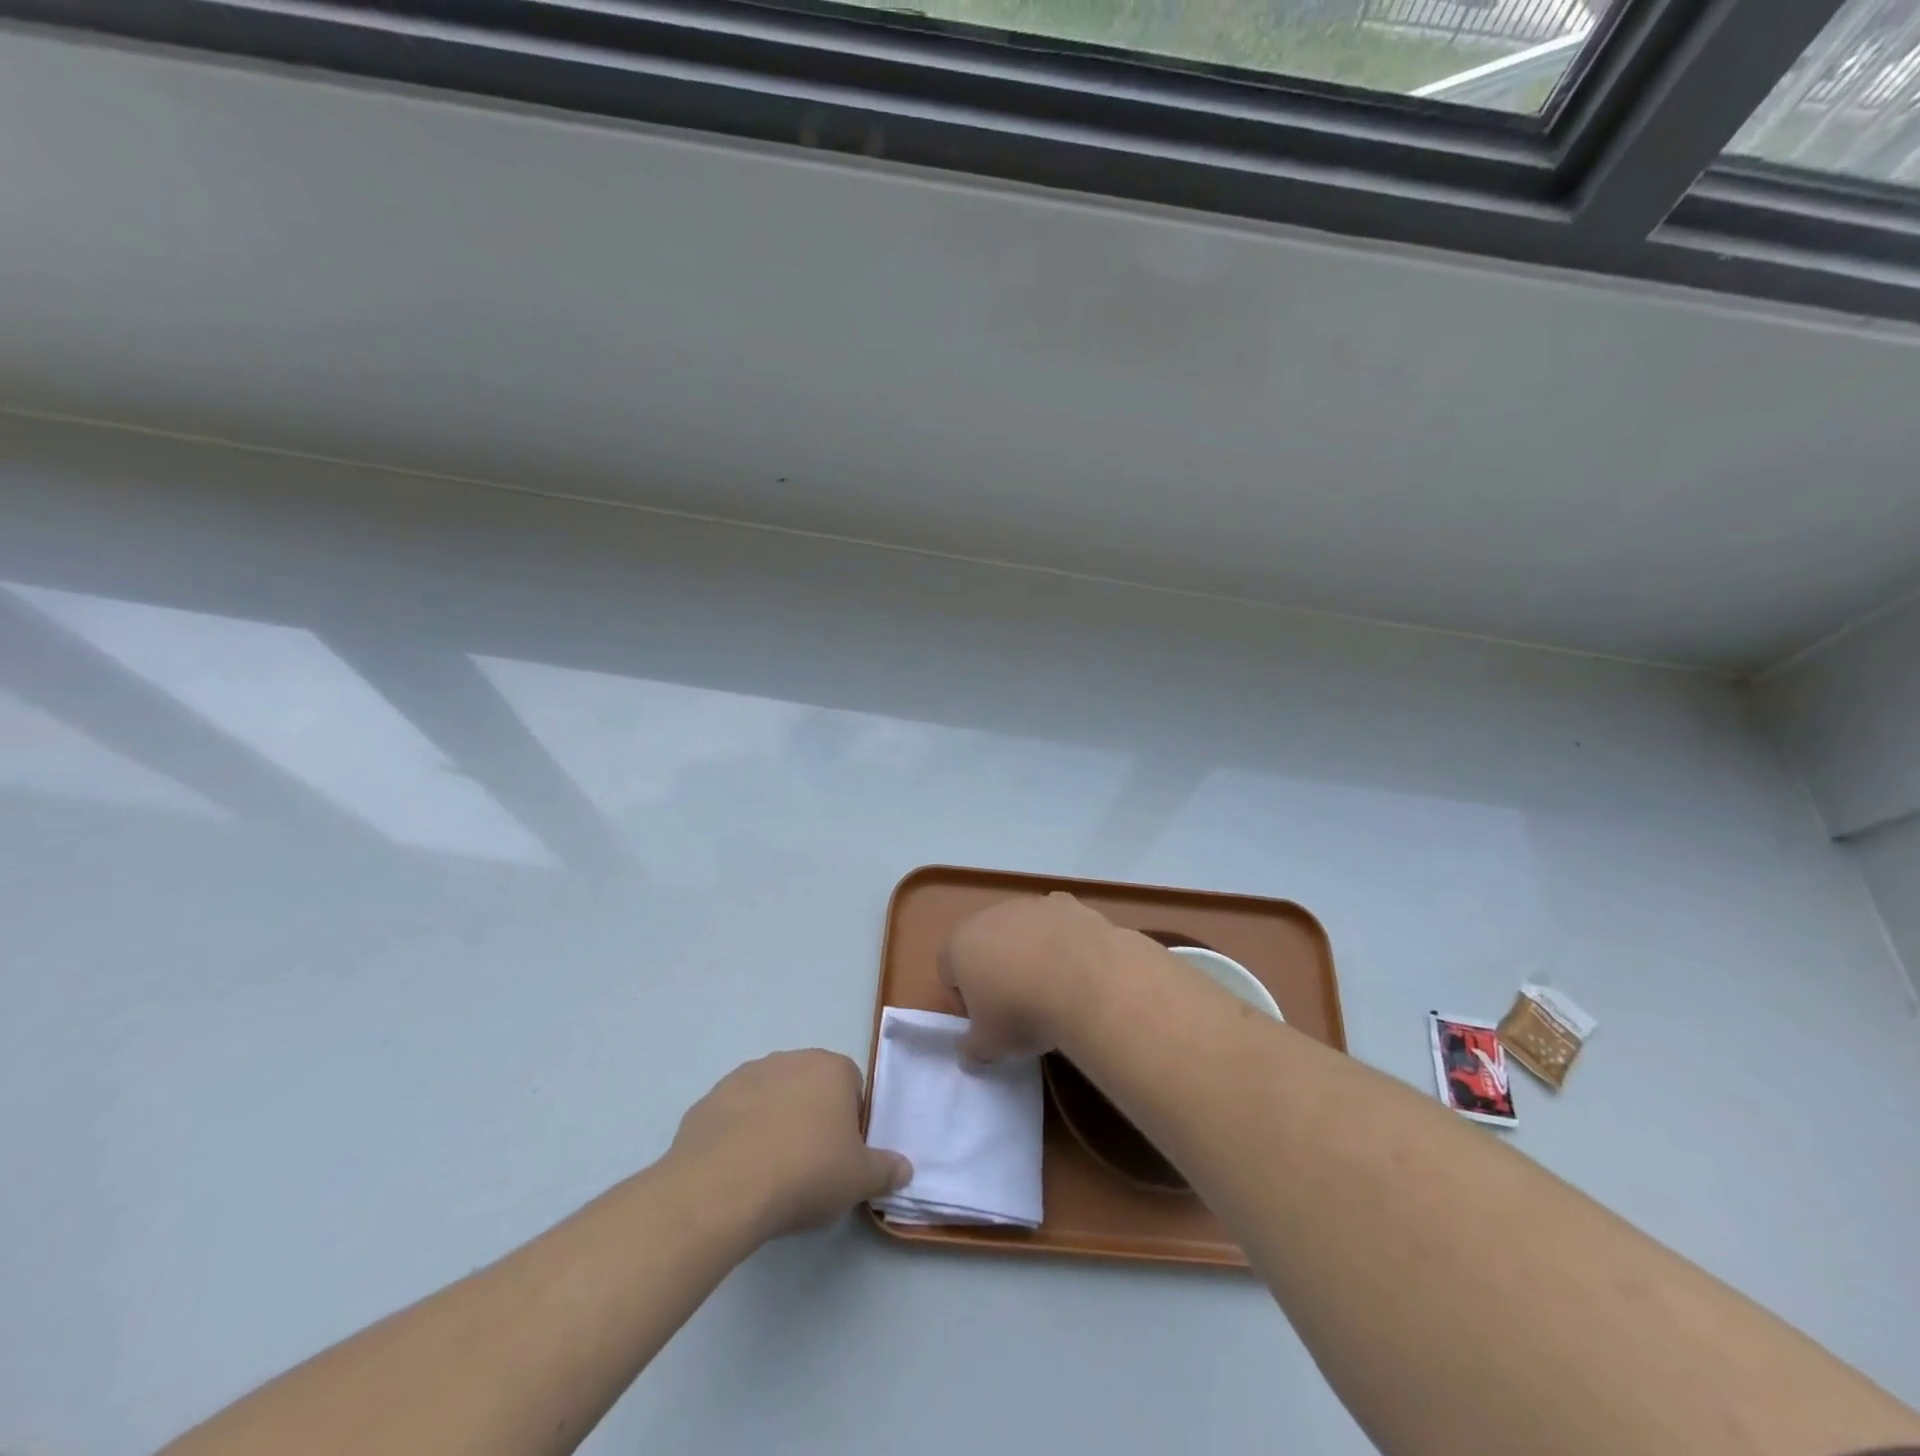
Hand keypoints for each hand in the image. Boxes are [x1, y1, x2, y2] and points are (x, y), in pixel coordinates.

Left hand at [670, 1050, 911, 1239]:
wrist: (723, 1186)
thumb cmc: (805, 1172)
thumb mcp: (859, 1179)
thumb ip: (887, 1170)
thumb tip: (905, 1168)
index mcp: (831, 1068)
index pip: (852, 1087)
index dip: (849, 1123)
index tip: (841, 1157)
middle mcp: (790, 1059)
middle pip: (810, 1088)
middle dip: (811, 1119)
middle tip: (808, 1167)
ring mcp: (745, 1075)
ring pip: (771, 1099)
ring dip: (773, 1124)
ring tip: (769, 1172)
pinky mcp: (710, 1099)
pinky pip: (734, 1116)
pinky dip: (738, 1137)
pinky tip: (736, 1172)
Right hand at [939, 892, 1119, 1059]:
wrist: (1084, 980)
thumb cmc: (1021, 1012)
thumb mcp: (990, 1045)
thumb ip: (973, 1050)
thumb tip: (968, 1056)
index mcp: (960, 944)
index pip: (949, 970)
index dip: (964, 999)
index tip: (985, 1022)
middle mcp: (990, 915)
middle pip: (986, 945)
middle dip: (997, 972)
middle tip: (1017, 1007)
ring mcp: (1030, 905)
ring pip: (1023, 932)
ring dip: (1031, 954)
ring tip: (1053, 990)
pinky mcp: (1067, 904)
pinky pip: (1057, 924)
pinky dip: (1063, 941)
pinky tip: (1078, 968)